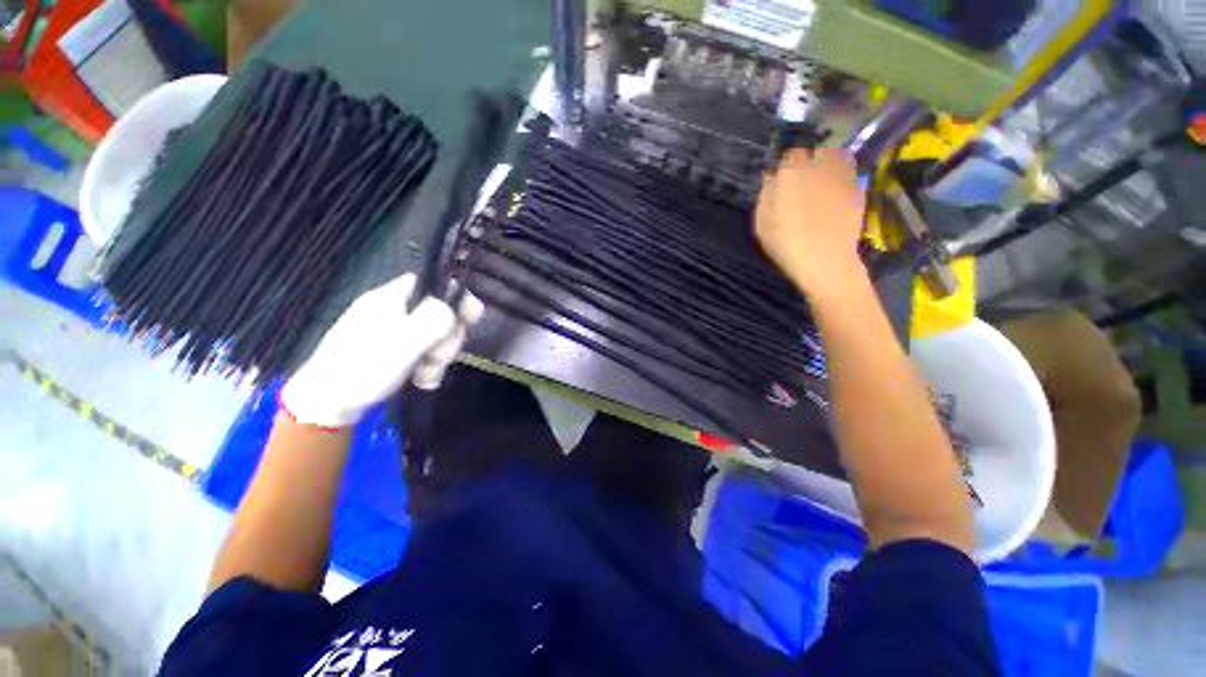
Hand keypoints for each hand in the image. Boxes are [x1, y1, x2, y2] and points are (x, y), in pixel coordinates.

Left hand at [280, 274, 483, 427]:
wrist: (326, 405)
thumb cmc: (361, 369)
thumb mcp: (401, 343)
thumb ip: (434, 320)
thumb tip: (463, 304)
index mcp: (392, 298)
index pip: (435, 284)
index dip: (457, 298)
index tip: (472, 319)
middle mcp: (396, 310)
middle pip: (442, 312)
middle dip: (448, 337)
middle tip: (438, 359)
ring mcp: (396, 331)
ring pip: (437, 335)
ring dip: (440, 356)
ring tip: (426, 376)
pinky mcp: (397, 350)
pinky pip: (427, 350)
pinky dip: (430, 365)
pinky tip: (423, 379)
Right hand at [755, 148, 867, 296]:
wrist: (825, 260)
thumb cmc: (786, 243)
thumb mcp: (762, 223)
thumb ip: (766, 196)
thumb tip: (772, 179)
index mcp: (792, 173)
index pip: (791, 155)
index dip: (787, 166)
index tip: (783, 179)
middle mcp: (820, 167)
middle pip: (817, 153)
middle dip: (810, 162)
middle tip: (804, 181)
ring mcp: (842, 177)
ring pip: (837, 159)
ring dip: (829, 166)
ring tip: (822, 184)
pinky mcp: (858, 190)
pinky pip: (850, 176)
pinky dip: (843, 180)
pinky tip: (836, 197)